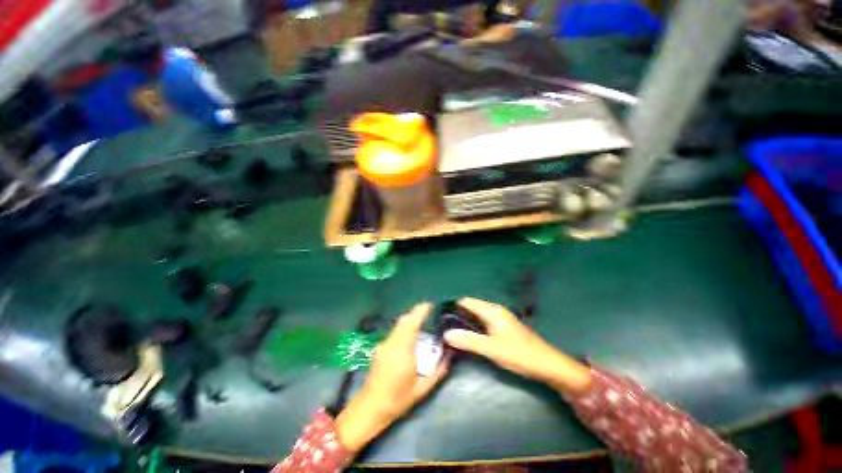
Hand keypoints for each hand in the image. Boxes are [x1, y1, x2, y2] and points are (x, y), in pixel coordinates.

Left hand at [336, 303, 448, 452]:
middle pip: (404, 320)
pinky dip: (403, 329)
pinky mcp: (379, 348)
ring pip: (398, 325)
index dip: (421, 311)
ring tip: (421, 325)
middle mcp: (391, 343)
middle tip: (428, 313)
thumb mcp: (422, 389)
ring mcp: (383, 344)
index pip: (412, 323)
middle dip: (416, 313)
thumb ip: (438, 371)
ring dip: (410, 321)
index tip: (430, 304)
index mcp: (403, 351)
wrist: (369, 408)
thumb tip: (450, 355)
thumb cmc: (397, 400)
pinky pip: (394, 332)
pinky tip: (409, 339)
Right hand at [443, 298, 591, 395]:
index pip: (467, 302)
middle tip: (443, 326)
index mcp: (492, 311)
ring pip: (478, 316)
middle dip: (458, 315)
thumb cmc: (520, 354)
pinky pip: (484, 323)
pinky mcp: (504, 328)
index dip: (453, 306)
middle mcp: (495, 311)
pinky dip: (474, 327)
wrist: (548, 365)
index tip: (440, 315)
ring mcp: (500, 319)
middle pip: (472, 307)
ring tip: (452, 331)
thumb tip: (446, 334)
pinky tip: (469, 337)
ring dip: (466, 321)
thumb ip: (468, 341)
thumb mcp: (492, 349)